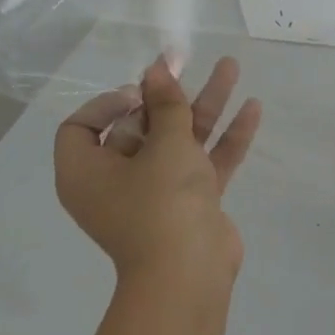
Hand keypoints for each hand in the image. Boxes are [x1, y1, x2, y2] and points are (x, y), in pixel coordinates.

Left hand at [55, 56, 261, 289]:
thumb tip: (156, 69)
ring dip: (205, 105)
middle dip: (171, 94)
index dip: (108, 102)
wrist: (189, 272)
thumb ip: (166, 104)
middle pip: (140, 127)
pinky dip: (226, 137)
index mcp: (88, 172)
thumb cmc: (161, 202)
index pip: (81, 127)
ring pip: (180, 140)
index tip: (140, 92)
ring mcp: (158, 193)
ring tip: (232, 68)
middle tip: (189, 62)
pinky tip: (253, 108)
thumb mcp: (164, 144)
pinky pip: (206, 162)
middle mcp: (118, 181)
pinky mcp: (192, 202)